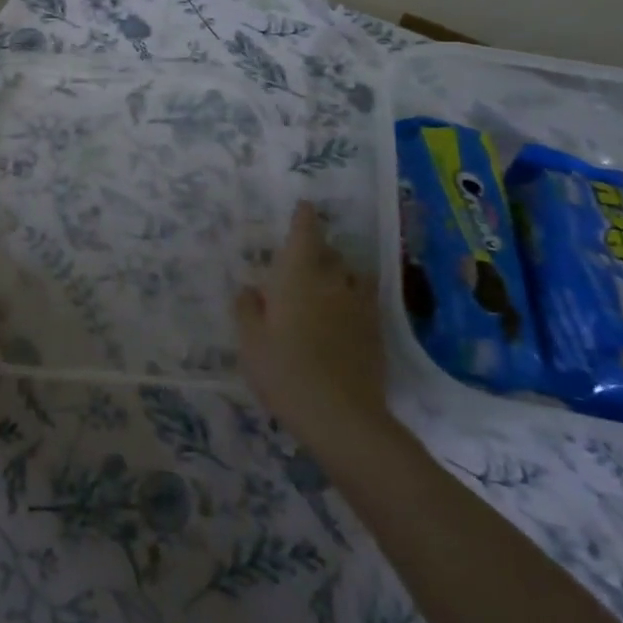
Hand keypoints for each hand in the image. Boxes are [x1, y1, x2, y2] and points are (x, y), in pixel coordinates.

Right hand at [234, 202, 390, 447]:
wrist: (341, 416)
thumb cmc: (284, 370)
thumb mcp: (249, 340)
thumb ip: (247, 309)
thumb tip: (251, 290)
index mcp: (298, 275)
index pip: (305, 233)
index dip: (305, 217)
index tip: (305, 206)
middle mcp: (332, 282)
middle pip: (331, 253)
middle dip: (318, 250)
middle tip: (301, 259)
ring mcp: (359, 307)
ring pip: (352, 276)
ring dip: (339, 274)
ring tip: (324, 287)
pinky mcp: (375, 333)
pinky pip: (363, 303)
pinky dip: (351, 301)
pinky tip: (339, 319)